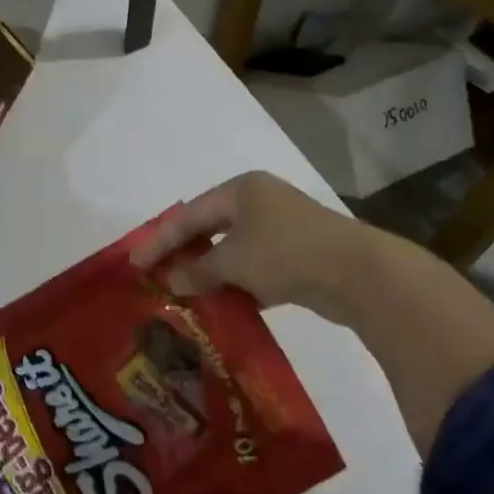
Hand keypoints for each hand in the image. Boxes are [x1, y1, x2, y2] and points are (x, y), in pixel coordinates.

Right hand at [128, 171, 361, 313]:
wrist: (359, 273)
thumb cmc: (286, 253)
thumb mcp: (234, 261)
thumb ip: (199, 269)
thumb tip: (172, 280)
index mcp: (241, 190)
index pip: (188, 214)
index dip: (159, 240)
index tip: (134, 262)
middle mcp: (259, 202)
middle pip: (209, 227)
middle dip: (183, 253)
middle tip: (156, 276)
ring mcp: (281, 227)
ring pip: (233, 249)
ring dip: (209, 271)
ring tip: (184, 293)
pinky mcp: (298, 254)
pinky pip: (255, 266)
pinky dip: (237, 283)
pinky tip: (223, 304)